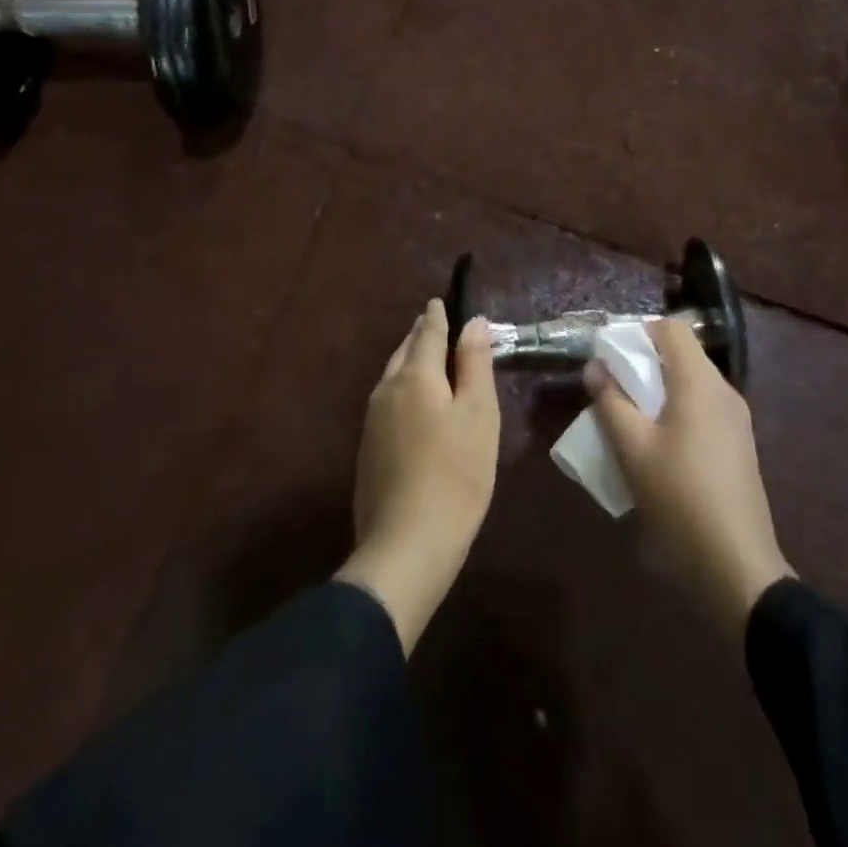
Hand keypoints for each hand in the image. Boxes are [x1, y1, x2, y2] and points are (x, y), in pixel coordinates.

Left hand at [336, 300, 498, 654]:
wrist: (406, 546)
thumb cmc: (456, 474)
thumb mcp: (479, 414)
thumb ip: (474, 364)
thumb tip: (473, 321)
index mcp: (415, 375)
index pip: (427, 332)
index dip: (438, 315)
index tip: (441, 300)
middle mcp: (386, 390)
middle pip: (405, 351)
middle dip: (421, 336)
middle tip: (437, 325)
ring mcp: (372, 421)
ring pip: (393, 377)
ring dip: (410, 362)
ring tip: (428, 359)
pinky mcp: (368, 450)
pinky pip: (388, 402)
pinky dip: (404, 390)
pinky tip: (416, 406)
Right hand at [587, 317, 794, 636]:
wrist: (737, 566)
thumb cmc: (680, 498)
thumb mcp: (633, 450)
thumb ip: (610, 402)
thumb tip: (595, 367)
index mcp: (700, 383)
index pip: (671, 329)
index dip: (638, 332)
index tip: (609, 355)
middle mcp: (723, 391)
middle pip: (681, 355)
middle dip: (643, 363)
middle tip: (610, 386)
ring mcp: (736, 419)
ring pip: (691, 383)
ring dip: (657, 389)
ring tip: (627, 417)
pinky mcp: (738, 445)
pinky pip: (702, 408)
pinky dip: (675, 410)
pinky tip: (655, 444)